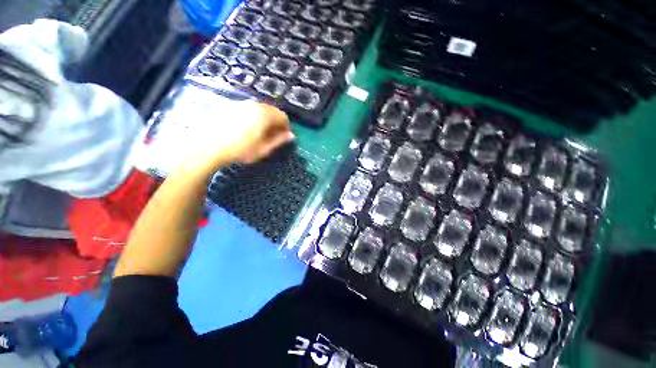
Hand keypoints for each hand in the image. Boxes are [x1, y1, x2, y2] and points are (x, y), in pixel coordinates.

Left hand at [173, 101, 293, 176]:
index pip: (283, 117)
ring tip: (257, 132)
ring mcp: (240, 103)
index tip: (282, 137)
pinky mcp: (229, 104)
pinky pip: (247, 108)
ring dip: (263, 119)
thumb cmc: (240, 150)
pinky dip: (251, 116)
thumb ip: (279, 140)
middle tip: (270, 136)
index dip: (286, 127)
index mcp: (265, 114)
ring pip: (259, 108)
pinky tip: (244, 128)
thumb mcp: (263, 149)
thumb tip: (291, 135)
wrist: (207, 146)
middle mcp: (254, 104)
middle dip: (275, 122)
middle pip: (272, 110)